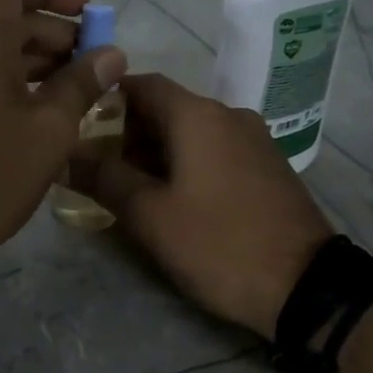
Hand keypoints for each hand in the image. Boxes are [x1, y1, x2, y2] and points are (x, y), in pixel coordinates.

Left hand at [0, 0, 126, 276]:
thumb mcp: (49, 131)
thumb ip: (81, 85)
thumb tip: (110, 54)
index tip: (87, 13)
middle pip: (7, 22)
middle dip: (55, 34)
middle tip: (94, 67)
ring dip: (36, 64)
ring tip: (76, 96)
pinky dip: (12, 86)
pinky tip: (38, 122)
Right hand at [73, 74, 332, 337]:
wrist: (306, 287)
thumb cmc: (218, 244)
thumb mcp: (149, 215)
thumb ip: (104, 178)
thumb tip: (66, 154)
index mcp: (198, 116)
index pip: (141, 84)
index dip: (106, 100)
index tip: (79, 129)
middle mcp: (228, 115)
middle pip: (165, 108)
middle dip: (127, 133)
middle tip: (98, 170)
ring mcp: (254, 139)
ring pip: (190, 131)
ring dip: (156, 152)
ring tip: (130, 190)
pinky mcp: (268, 166)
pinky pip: (215, 150)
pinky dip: (187, 163)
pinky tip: (174, 199)